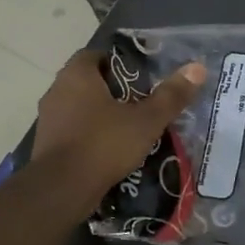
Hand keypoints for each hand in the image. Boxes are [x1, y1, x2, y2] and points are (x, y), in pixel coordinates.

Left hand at [34, 49, 206, 201]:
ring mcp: (48, 119)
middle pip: (87, 81)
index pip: (95, 55)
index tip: (140, 76)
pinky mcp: (46, 144)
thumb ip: (171, 96)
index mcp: (77, 75)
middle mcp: (57, 90)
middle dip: (112, 90)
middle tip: (140, 101)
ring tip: (128, 127)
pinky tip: (109, 149)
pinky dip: (89, 135)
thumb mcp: (146, 121)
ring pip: (79, 107)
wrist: (62, 189)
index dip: (118, 62)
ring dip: (99, 114)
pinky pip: (72, 130)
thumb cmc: (104, 144)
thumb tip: (197, 68)